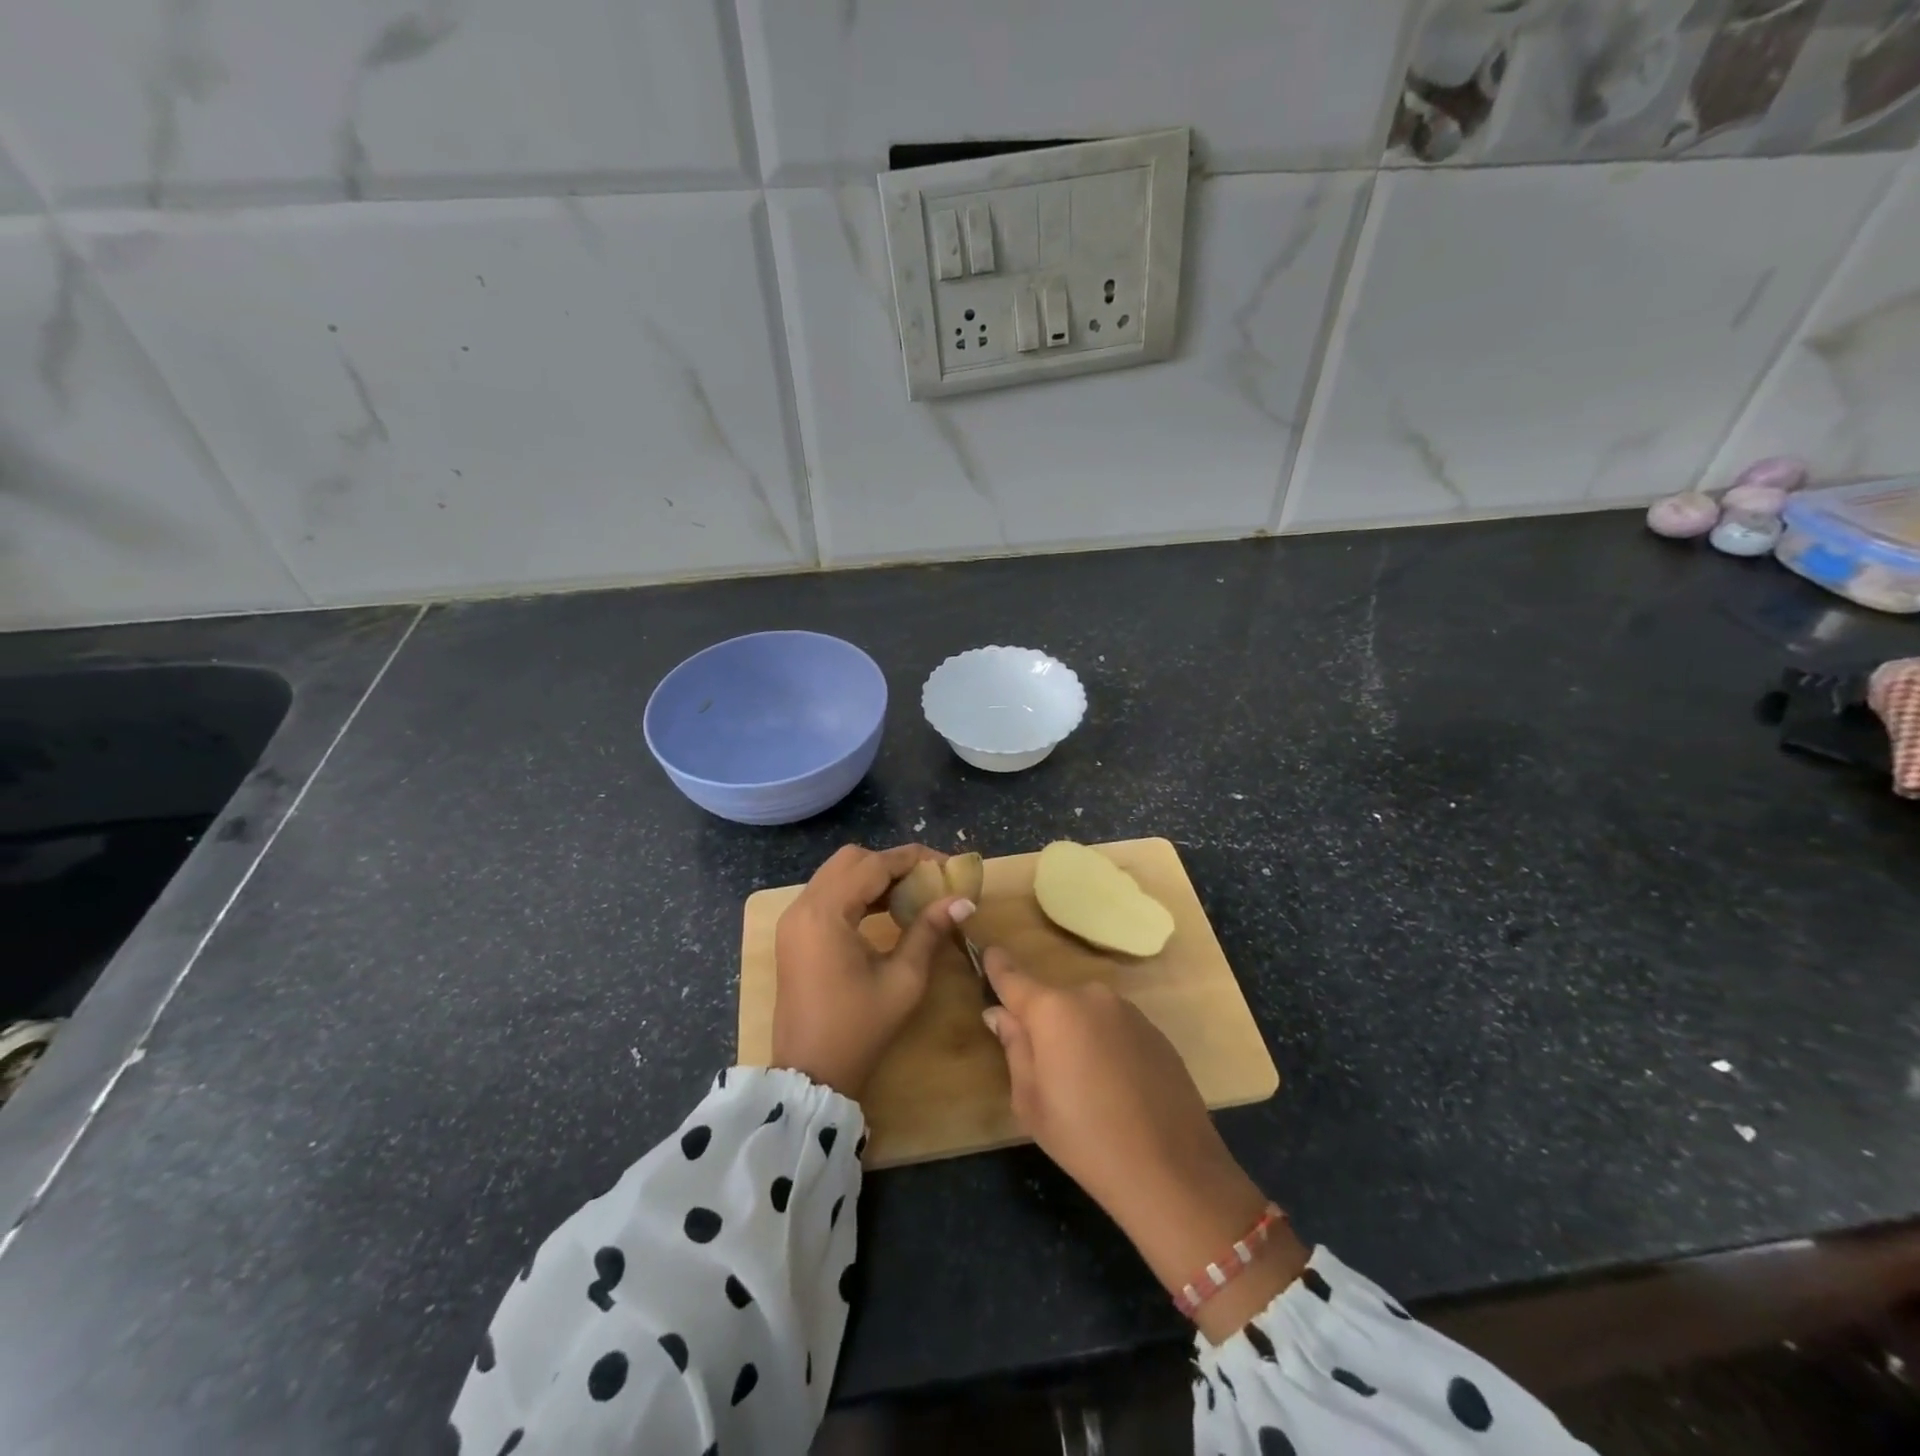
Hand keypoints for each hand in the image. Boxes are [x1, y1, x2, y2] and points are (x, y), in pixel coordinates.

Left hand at [772, 843, 973, 1100]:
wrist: (810, 1075)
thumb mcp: (903, 980)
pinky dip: (856, 893)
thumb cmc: (859, 1029)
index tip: (947, 864)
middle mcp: (803, 906)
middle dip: (891, 863)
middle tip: (927, 880)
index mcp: (826, 913)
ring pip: (836, 873)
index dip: (912, 859)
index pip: (873, 865)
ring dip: (873, 876)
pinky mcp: (793, 933)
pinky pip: (827, 894)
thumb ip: (929, 931)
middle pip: (850, 859)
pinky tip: (885, 910)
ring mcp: (793, 919)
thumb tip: (964, 899)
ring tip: (912, 894)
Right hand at [981, 951, 1307, 1341]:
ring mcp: (1128, 1011)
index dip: (998, 965)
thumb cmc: (1084, 1138)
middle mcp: (1090, 997)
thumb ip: (1014, 1047)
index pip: (1014, 978)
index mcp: (1053, 1010)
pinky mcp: (1156, 1031)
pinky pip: (1116, 1029)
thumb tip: (1000, 1014)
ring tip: (1086, 1086)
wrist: (1171, 1169)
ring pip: (1087, 1015)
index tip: (989, 951)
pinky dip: (1107, 1047)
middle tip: (1045, 1070)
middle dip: (1044, 1023)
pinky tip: (1117, 1088)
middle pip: (1053, 1002)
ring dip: (1078, 1036)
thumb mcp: (1030, 1101)